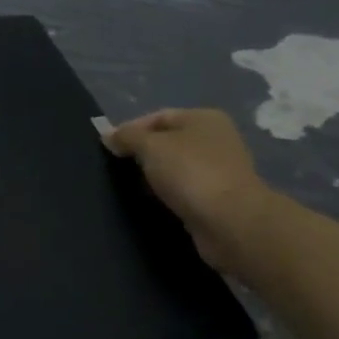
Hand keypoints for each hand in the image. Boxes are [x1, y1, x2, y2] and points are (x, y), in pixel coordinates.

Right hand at [103, 109, 273, 270]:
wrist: (230, 222)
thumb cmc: (190, 173)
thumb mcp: (151, 147)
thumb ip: (127, 137)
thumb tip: (109, 135)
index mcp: (204, 118)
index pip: (158, 116)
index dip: (131, 129)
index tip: (108, 148)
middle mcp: (216, 139)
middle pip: (168, 141)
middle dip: (142, 153)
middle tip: (116, 168)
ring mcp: (220, 169)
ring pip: (175, 167)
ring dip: (154, 175)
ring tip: (130, 186)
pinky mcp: (218, 197)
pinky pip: (184, 189)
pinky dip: (168, 193)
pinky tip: (153, 202)